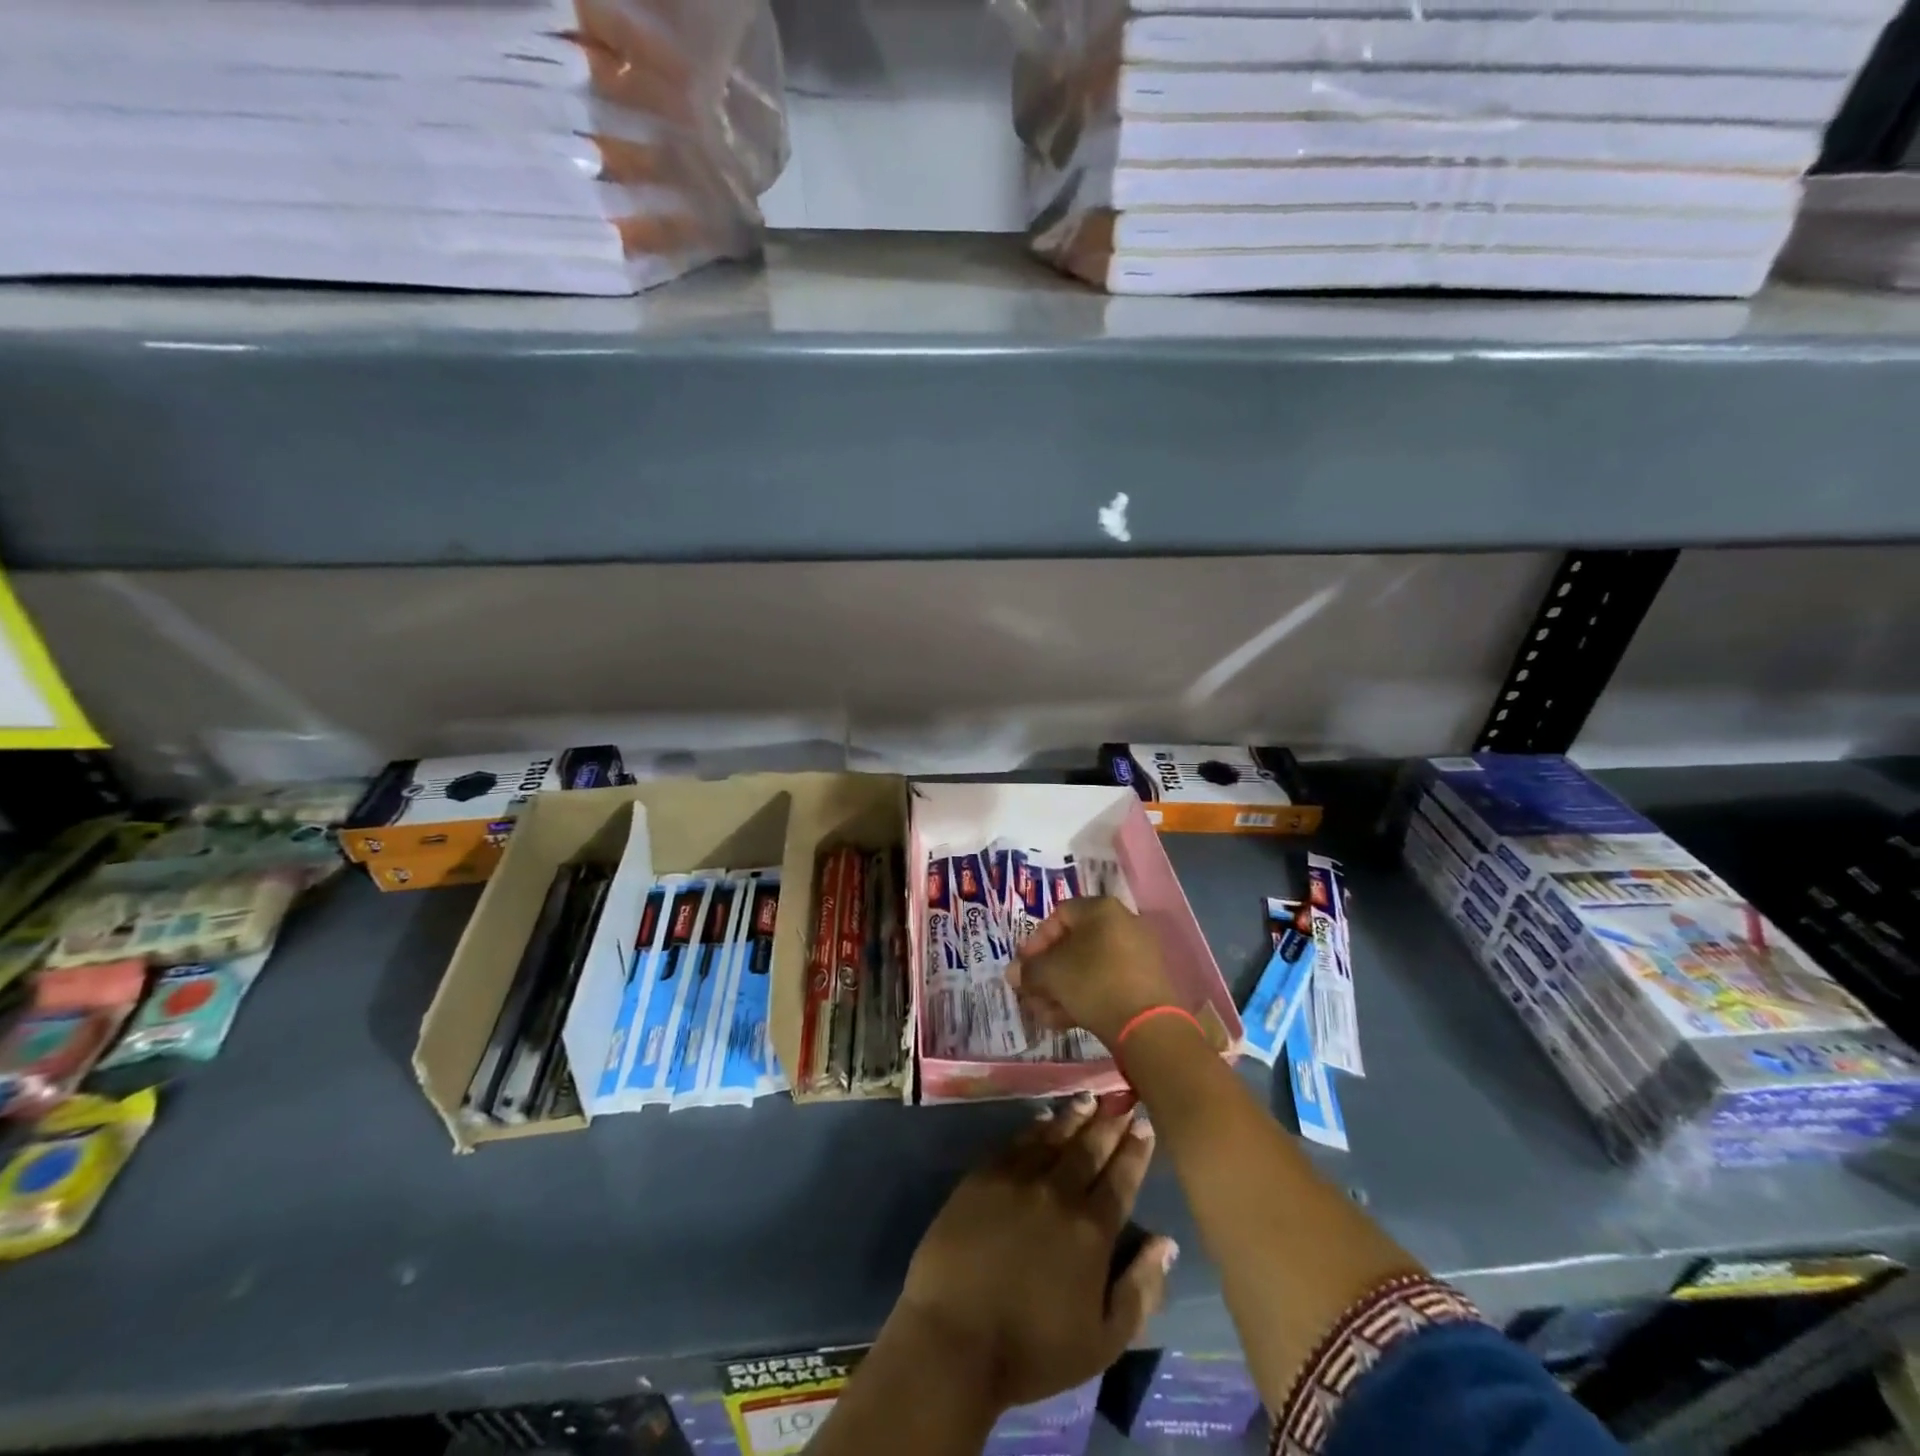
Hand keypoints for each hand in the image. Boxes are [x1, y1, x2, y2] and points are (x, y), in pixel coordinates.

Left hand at [894, 1096, 1178, 1411]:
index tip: (1144, 1124)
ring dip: (1075, 1116)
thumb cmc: (1033, 1350)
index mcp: (1092, 1231)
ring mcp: (1018, 1178)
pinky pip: (1016, 1141)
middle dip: (1109, 1122)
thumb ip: (1140, 1289)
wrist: (955, 1337)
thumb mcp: (1103, 1341)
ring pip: (1054, 1136)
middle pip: (1090, 1148)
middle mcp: (1058, 1192)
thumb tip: (1166, 1242)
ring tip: (1089, 1099)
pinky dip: (1034, 1127)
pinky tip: (1043, 1118)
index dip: (1135, 1150)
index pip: (1121, 1179)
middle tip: (1122, 1098)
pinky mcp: (983, 1176)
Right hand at [1009, 897, 1178, 1047]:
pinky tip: (1061, 1021)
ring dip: (1060, 988)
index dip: (1035, 941)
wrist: (1146, 1025)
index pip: (1059, 915)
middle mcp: (1122, 924)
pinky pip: (1105, 982)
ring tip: (1042, 1013)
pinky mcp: (1144, 983)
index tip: (1024, 966)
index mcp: (1101, 909)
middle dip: (1046, 971)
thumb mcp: (1051, 974)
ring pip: (1087, 967)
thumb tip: (1014, 973)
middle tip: (1030, 993)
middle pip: (1073, 944)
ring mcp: (1136, 954)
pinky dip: (1082, 997)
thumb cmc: (1093, 982)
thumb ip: (1028, 970)